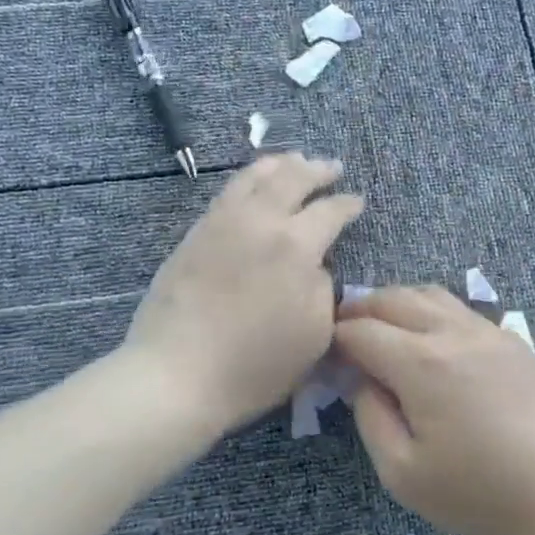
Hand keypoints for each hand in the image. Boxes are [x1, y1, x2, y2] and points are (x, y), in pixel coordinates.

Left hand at [125, 153, 362, 430]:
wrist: (177, 374)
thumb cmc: (255, 365)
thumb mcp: (315, 335)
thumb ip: (322, 289)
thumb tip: (313, 266)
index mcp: (295, 246)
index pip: (329, 212)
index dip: (347, 204)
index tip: (357, 201)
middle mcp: (259, 222)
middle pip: (291, 179)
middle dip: (316, 169)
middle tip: (331, 166)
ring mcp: (221, 224)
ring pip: (253, 177)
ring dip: (278, 165)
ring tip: (292, 160)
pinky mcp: (194, 235)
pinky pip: (226, 193)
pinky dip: (247, 180)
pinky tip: (251, 186)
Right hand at [334, 287, 534, 534]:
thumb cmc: (480, 494)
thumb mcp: (403, 474)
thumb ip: (371, 418)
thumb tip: (361, 380)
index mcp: (421, 362)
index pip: (362, 330)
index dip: (334, 339)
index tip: (323, 358)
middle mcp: (454, 333)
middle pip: (394, 298)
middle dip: (360, 310)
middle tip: (343, 333)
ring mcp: (489, 332)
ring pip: (431, 294)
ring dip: (397, 303)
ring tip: (382, 328)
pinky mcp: (514, 342)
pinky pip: (462, 310)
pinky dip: (432, 311)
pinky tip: (431, 340)